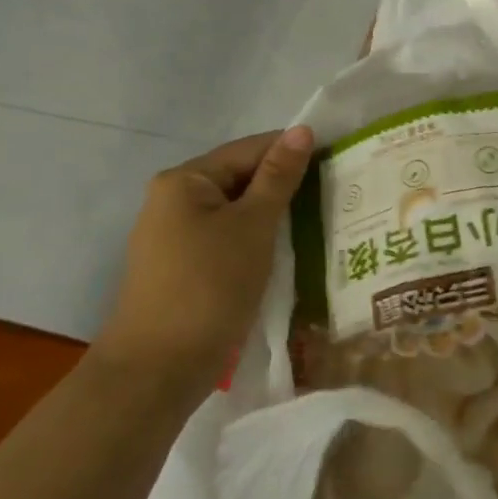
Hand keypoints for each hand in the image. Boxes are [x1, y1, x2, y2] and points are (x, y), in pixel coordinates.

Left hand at [98, 126, 314, 385]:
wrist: (159, 368)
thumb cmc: (210, 286)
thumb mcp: (253, 226)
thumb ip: (279, 177)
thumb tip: (302, 130)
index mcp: (185, 180)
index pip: (250, 149)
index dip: (294, 153)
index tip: (338, 162)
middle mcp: (173, 200)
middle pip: (241, 179)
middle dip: (286, 186)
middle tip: (336, 195)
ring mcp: (175, 236)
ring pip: (236, 211)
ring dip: (274, 216)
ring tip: (320, 221)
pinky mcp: (183, 267)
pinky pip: (228, 238)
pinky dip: (258, 240)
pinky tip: (288, 251)